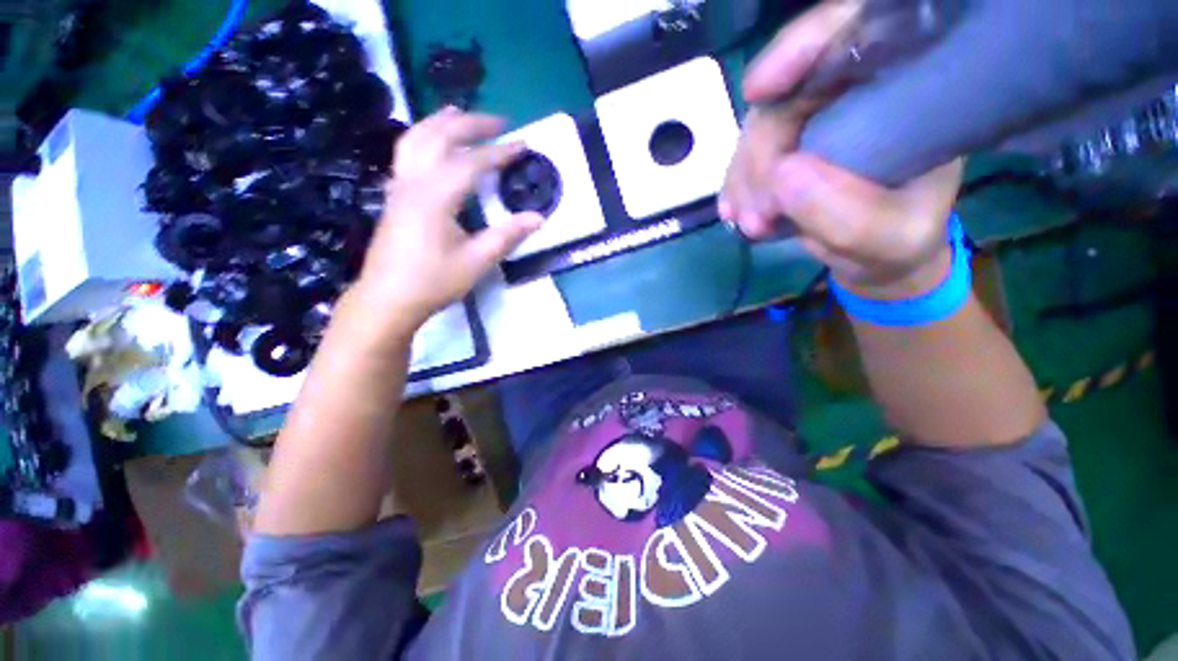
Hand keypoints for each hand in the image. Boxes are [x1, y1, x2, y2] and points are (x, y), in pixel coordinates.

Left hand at [352, 107, 541, 328]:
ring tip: (461, 114)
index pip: (471, 162)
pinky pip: (407, 152)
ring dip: (441, 122)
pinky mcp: (395, 195)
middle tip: (499, 122)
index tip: (523, 145)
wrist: (387, 298)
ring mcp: (399, 186)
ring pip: (416, 138)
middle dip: (471, 124)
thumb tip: (538, 218)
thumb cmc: (433, 281)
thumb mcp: (476, 261)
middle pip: (440, 137)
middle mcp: (414, 181)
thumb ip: (506, 236)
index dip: (499, 152)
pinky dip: (424, 137)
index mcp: (435, 196)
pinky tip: (434, 144)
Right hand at [720, 1, 963, 298]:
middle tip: (755, 213)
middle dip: (761, 150)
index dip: (805, 46)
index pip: (861, 33)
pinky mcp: (788, 144)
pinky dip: (737, 185)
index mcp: (908, 90)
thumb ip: (847, 216)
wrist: (876, 255)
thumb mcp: (890, 238)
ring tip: (749, 223)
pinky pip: (750, 153)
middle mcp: (860, 91)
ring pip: (763, 124)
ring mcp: (818, 117)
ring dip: (745, 176)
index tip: (758, 89)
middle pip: (793, 90)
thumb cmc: (899, 241)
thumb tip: (781, 176)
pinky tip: (735, 213)